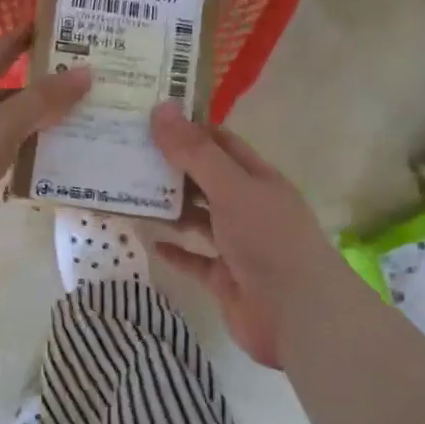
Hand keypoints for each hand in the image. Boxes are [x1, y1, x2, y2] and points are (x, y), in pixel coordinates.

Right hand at [147, 101, 351, 367]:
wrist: (298, 315)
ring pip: (198, 219)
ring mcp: (237, 245)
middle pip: (205, 180)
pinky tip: (149, 239)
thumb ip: (195, 152)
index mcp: (257, 179)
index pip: (220, 143)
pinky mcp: (225, 279)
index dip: (188, 128)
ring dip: (169, 207)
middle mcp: (248, 207)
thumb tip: (161, 108)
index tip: (148, 117)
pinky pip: (194, 259)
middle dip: (171, 168)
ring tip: (129, 192)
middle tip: (127, 153)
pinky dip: (174, 250)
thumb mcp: (231, 187)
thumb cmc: (268, 240)